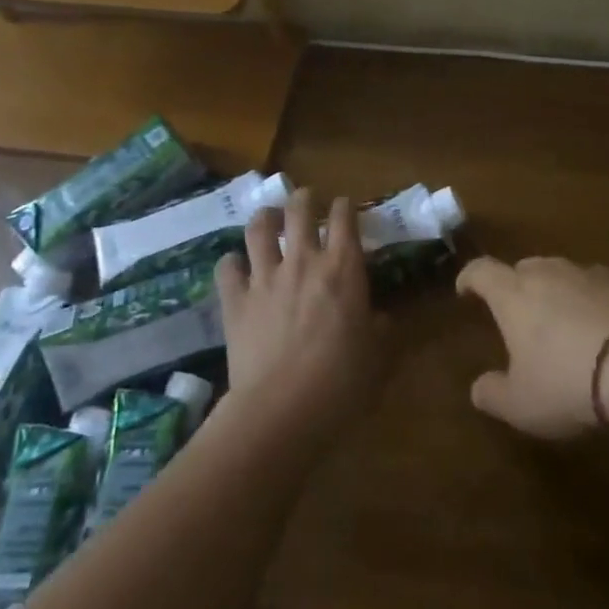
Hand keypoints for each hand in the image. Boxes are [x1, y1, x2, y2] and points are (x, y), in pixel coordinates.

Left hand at [215, 189, 387, 436]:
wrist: (282, 409)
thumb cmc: (341, 381)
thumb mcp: (378, 354)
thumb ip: (381, 328)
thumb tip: (381, 318)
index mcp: (343, 267)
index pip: (345, 217)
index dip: (345, 205)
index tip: (346, 206)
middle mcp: (303, 260)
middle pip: (299, 210)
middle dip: (304, 199)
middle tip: (306, 202)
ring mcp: (265, 277)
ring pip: (259, 228)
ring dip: (265, 218)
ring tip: (268, 219)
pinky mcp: (235, 300)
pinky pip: (227, 267)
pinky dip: (231, 262)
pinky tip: (236, 266)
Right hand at [456, 255, 608, 437]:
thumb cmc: (568, 381)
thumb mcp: (522, 404)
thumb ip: (494, 394)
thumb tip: (478, 388)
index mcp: (514, 294)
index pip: (482, 271)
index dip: (470, 278)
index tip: (465, 290)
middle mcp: (549, 272)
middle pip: (525, 267)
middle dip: (517, 286)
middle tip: (519, 313)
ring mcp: (591, 272)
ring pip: (565, 274)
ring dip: (560, 293)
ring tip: (566, 324)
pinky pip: (601, 286)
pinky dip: (596, 301)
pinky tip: (607, 330)